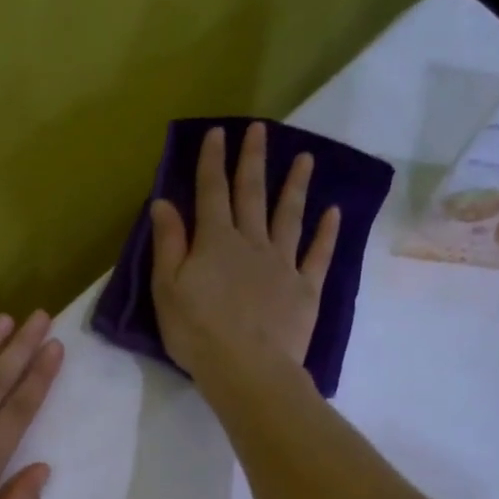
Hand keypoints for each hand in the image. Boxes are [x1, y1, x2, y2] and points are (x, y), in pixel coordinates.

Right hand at [149, 122, 338, 387]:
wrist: (247, 369)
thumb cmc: (197, 332)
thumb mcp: (167, 289)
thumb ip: (168, 244)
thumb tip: (164, 203)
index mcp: (215, 242)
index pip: (211, 193)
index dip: (213, 162)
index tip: (218, 133)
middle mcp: (251, 243)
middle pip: (252, 195)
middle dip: (253, 161)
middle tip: (260, 130)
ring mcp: (282, 264)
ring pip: (289, 216)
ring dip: (296, 186)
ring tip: (305, 159)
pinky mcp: (305, 289)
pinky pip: (318, 255)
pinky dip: (327, 233)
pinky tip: (334, 213)